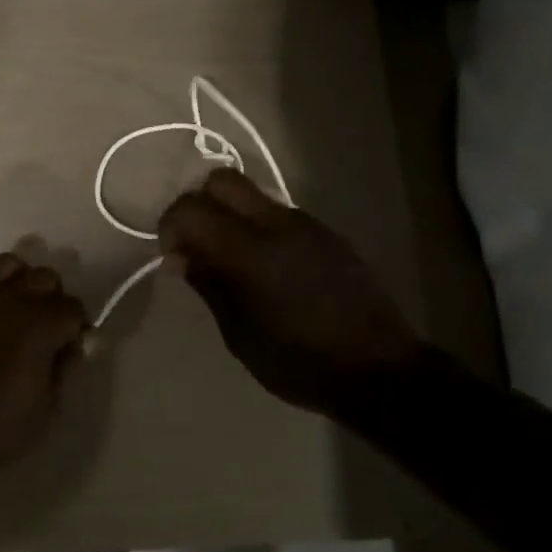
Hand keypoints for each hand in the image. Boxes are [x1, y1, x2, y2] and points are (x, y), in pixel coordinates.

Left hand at [0, 253, 87, 476]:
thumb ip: (64, 371)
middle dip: (53, 300)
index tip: (70, 348)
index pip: (74, 308)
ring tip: (16, 309)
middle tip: (46, 329)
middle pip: (46, 277)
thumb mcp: (45, 411)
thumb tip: (73, 347)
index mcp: (41, 324)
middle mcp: (12, 297)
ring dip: (21, 282)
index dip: (77, 328)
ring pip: (10, 264)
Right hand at [157, 169, 425, 412]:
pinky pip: (280, 214)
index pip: (192, 208)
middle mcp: (277, 224)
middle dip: (200, 204)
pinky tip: (268, 267)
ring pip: (253, 194)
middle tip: (197, 243)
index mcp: (249, 250)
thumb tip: (181, 256)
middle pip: (223, 181)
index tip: (173, 255)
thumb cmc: (298, 361)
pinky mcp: (327, 234)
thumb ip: (208, 284)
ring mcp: (306, 225)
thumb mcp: (239, 333)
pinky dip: (259, 227)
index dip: (171, 225)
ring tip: (231, 259)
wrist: (380, 370)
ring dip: (231, 215)